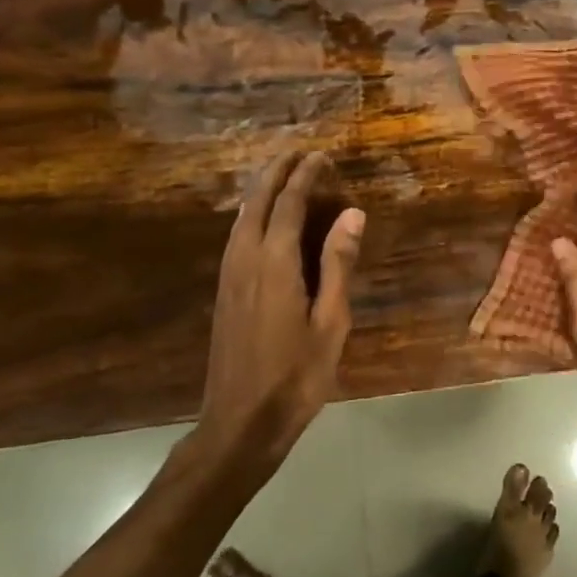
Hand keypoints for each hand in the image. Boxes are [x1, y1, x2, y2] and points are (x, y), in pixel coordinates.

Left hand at [198, 151, 364, 464]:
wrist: (240, 422)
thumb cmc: (296, 376)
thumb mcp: (331, 322)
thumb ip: (338, 264)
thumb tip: (351, 214)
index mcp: (274, 264)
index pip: (288, 204)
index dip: (305, 176)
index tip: (322, 156)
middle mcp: (245, 260)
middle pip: (257, 202)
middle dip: (277, 173)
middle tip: (299, 153)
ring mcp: (229, 276)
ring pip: (242, 218)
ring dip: (262, 191)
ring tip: (283, 175)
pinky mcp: (224, 291)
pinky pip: (236, 236)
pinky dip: (252, 214)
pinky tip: (263, 220)